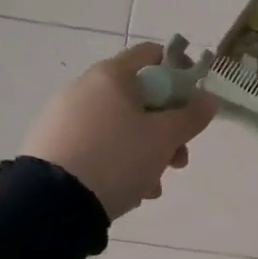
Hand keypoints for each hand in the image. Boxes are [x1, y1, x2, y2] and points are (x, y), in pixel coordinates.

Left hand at [20, 43, 217, 219]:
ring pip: (120, 126)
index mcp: (111, 76)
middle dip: (167, 126)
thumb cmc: (116, 158)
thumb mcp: (165, 138)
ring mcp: (64, 118)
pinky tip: (130, 190)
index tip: (194, 101)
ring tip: (155, 183)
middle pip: (139, 97)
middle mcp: (84, 89)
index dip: (179, 72)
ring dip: (146, 150)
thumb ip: (192, 116)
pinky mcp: (52, 146)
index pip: (152, 55)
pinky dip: (119, 161)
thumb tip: (208, 99)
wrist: (49, 204)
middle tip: (179, 156)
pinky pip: (98, 146)